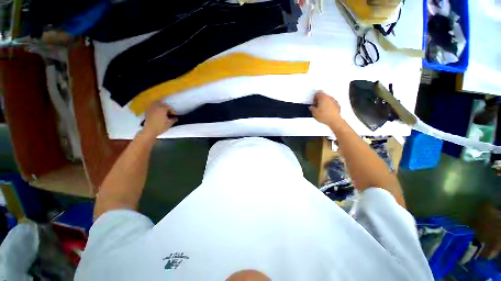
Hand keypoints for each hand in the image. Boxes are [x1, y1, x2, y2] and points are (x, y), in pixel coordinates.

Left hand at [143, 101, 177, 137]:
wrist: (150, 130)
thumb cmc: (161, 127)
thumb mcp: (169, 123)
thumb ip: (173, 119)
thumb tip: (176, 118)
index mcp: (163, 109)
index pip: (169, 107)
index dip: (172, 110)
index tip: (174, 115)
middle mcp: (156, 107)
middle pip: (161, 102)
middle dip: (166, 105)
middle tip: (168, 110)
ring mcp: (151, 108)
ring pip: (155, 102)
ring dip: (159, 103)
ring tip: (162, 108)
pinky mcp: (147, 111)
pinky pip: (151, 106)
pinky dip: (154, 106)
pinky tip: (156, 110)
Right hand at [309, 91, 340, 125]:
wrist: (334, 120)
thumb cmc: (325, 116)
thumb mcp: (314, 113)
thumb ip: (312, 108)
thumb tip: (311, 107)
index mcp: (323, 98)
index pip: (318, 93)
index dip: (314, 97)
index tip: (313, 101)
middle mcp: (329, 98)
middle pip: (323, 95)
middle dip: (319, 99)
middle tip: (316, 105)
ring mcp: (334, 101)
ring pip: (328, 99)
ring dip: (324, 102)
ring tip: (321, 109)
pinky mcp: (337, 105)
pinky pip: (332, 103)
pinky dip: (329, 105)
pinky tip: (326, 111)